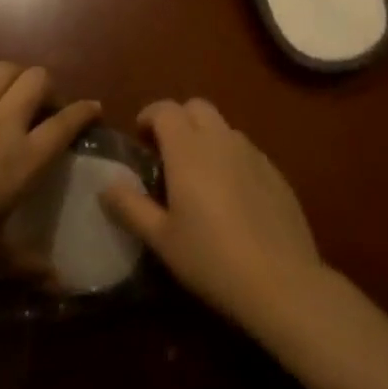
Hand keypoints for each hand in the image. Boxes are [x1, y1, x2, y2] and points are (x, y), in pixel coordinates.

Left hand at [0, 62, 98, 283]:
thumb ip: (29, 267)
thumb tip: (60, 285)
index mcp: (23, 160)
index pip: (65, 123)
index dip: (85, 112)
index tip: (94, 110)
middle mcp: (1, 125)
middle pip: (37, 79)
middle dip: (50, 87)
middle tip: (47, 111)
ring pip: (2, 69)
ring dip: (16, 78)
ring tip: (15, 100)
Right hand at [101, 98, 327, 330]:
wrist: (282, 281)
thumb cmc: (211, 258)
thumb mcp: (161, 238)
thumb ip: (130, 207)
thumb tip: (106, 187)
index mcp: (188, 149)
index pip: (165, 109)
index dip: (149, 116)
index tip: (140, 138)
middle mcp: (221, 140)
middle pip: (197, 107)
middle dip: (178, 119)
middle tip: (167, 152)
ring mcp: (253, 154)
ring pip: (224, 128)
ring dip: (206, 138)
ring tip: (198, 175)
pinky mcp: (276, 173)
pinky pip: (246, 151)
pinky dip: (231, 158)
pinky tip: (231, 196)